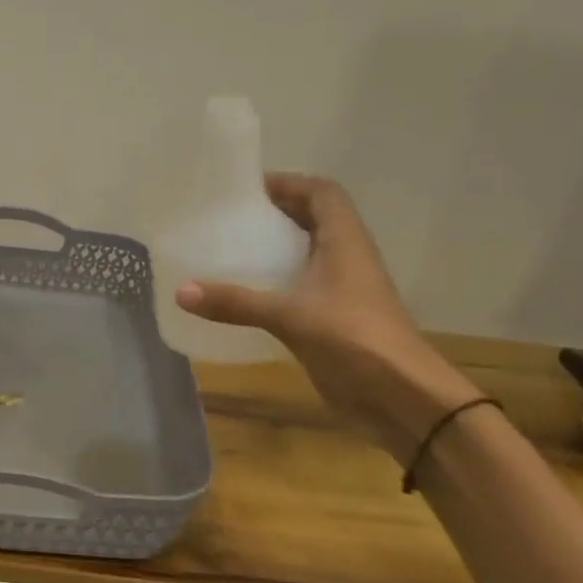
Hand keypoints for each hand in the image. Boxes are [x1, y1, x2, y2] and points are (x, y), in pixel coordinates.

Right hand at [174, 176, 479, 459]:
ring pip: (308, 255)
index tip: (246, 190)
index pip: (322, 193)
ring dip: (276, 249)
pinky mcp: (334, 320)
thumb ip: (235, 302)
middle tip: (229, 219)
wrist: (401, 398)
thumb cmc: (353, 340)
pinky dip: (276, 284)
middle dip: (276, 214)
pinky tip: (245, 295)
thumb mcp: (289, 316)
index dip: (289, 184)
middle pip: (314, 220)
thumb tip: (180, 291)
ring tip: (230, 250)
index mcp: (345, 242)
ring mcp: (343, 291)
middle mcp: (346, 258)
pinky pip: (302, 289)